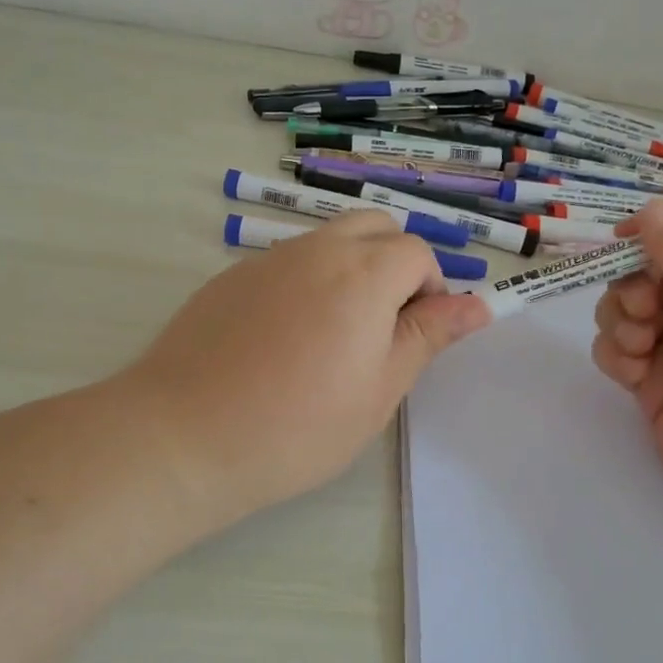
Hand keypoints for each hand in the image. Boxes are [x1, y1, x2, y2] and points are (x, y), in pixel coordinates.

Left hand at [118, 212, 490, 527]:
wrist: (184, 435)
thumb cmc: (298, 426)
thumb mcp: (379, 389)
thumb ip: (428, 336)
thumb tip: (478, 305)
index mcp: (363, 273)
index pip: (417, 252)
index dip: (430, 290)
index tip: (413, 338)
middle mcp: (316, 250)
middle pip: (374, 228)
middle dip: (394, 264)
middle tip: (382, 328)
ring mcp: (267, 260)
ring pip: (328, 241)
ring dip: (350, 271)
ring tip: (333, 337)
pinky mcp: (230, 277)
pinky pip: (286, 262)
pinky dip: (305, 282)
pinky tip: (283, 340)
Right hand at [591, 200, 662, 542]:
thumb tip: (649, 208)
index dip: (661, 225)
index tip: (622, 238)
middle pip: (654, 265)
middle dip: (635, 279)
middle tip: (643, 309)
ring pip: (628, 306)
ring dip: (619, 316)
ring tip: (638, 347)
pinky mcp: (658, 386)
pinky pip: (618, 351)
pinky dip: (613, 353)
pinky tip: (631, 373)